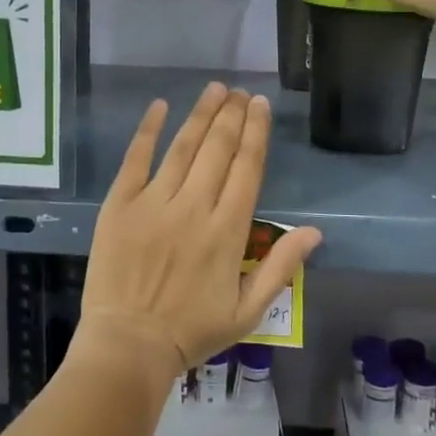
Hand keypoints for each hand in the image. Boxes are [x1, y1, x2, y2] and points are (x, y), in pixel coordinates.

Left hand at [75, 83, 322, 380]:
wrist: (128, 345)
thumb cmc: (192, 332)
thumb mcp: (248, 310)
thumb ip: (281, 268)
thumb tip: (315, 232)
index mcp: (227, 231)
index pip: (247, 169)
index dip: (256, 133)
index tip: (260, 106)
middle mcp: (194, 208)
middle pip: (218, 150)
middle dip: (232, 116)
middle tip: (240, 92)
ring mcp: (154, 203)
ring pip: (183, 148)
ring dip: (201, 115)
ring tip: (215, 90)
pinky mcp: (120, 205)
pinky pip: (135, 159)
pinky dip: (148, 131)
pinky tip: (160, 106)